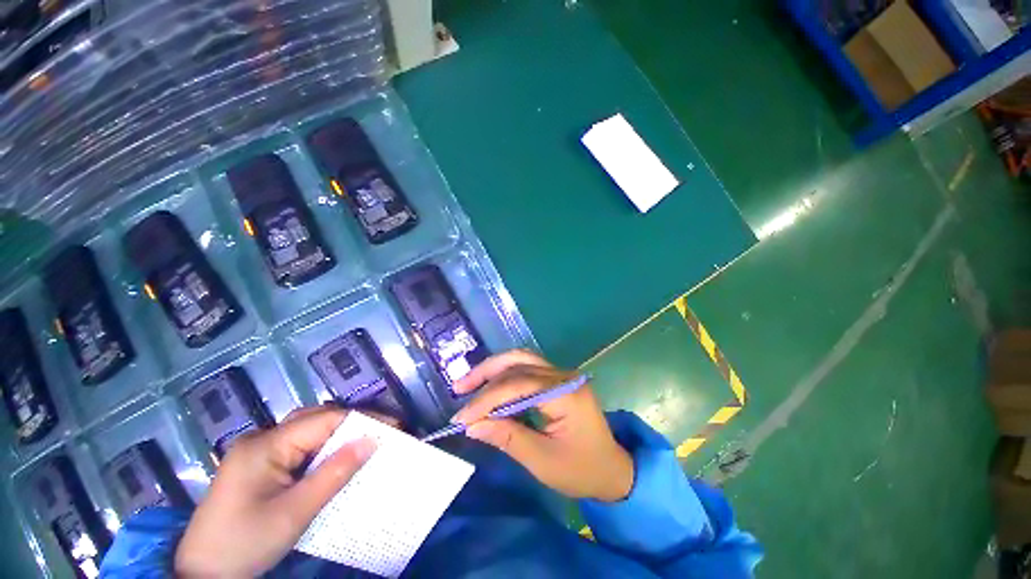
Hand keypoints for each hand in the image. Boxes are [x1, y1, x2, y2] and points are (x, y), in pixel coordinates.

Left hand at [175, 407, 376, 577]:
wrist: (201, 575)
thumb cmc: (244, 544)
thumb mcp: (294, 514)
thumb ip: (334, 474)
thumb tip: (372, 441)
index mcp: (264, 445)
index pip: (325, 420)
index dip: (362, 420)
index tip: (393, 427)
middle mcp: (260, 439)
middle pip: (316, 418)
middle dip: (351, 423)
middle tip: (381, 434)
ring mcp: (257, 452)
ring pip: (308, 430)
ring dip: (337, 435)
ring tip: (364, 444)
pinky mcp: (258, 466)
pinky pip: (298, 447)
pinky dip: (322, 450)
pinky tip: (334, 460)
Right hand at [453, 350, 633, 501]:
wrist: (611, 469)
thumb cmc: (581, 470)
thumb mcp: (542, 461)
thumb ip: (507, 437)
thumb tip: (472, 425)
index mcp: (566, 394)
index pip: (519, 386)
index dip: (488, 399)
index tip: (462, 417)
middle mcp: (565, 375)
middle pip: (519, 363)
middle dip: (487, 375)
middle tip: (459, 388)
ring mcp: (562, 374)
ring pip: (522, 359)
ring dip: (494, 368)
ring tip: (470, 382)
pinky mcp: (557, 379)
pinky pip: (527, 368)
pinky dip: (505, 374)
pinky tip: (490, 384)